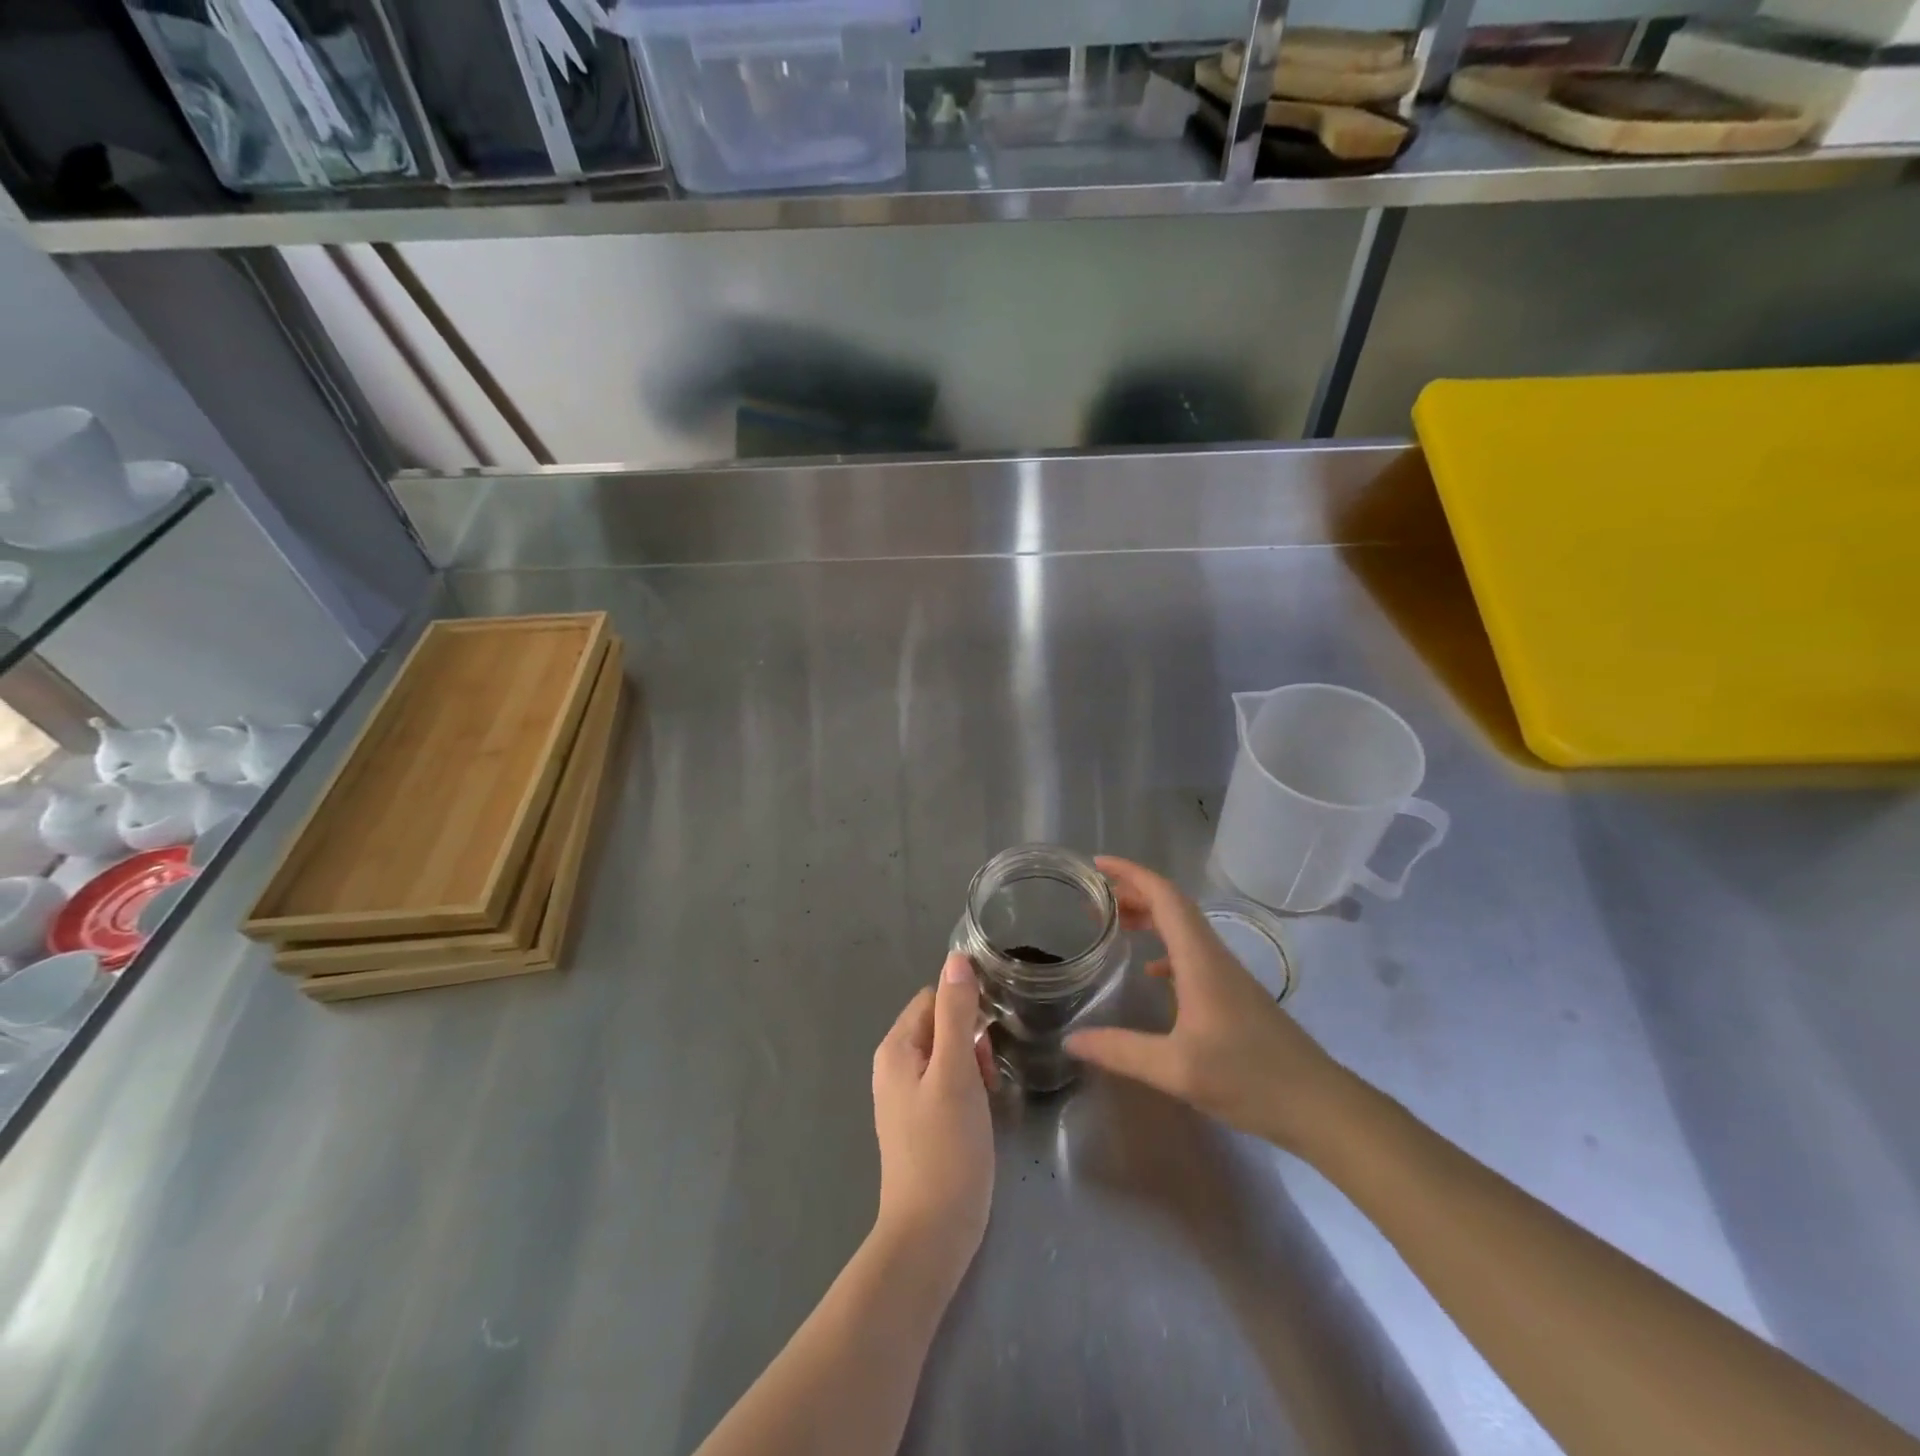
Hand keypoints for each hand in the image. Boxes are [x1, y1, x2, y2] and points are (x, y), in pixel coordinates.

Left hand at [871, 954, 995, 1278]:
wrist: (931, 1235)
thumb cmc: (946, 1148)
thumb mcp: (956, 1073)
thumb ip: (956, 1014)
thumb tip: (956, 959)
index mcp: (896, 1048)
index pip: (933, 998)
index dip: (965, 1010)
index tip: (988, 1040)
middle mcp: (893, 1066)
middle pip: (939, 1025)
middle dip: (970, 1040)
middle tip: (989, 1076)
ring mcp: (903, 1096)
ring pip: (946, 1055)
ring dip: (972, 1066)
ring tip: (989, 1097)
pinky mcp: (918, 1122)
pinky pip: (945, 1084)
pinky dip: (966, 1089)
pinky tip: (979, 1115)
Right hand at [1065, 857, 1350, 1154]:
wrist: (1320, 1106)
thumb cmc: (1249, 1079)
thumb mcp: (1176, 1070)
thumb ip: (1121, 1051)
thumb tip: (1071, 1039)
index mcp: (1200, 959)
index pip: (1165, 897)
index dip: (1131, 873)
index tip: (1098, 864)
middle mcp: (1214, 956)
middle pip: (1173, 906)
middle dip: (1133, 892)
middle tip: (1095, 898)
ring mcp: (1228, 975)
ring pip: (1184, 928)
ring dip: (1150, 917)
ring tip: (1115, 924)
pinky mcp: (1235, 994)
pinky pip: (1192, 953)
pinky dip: (1165, 947)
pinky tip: (1150, 971)